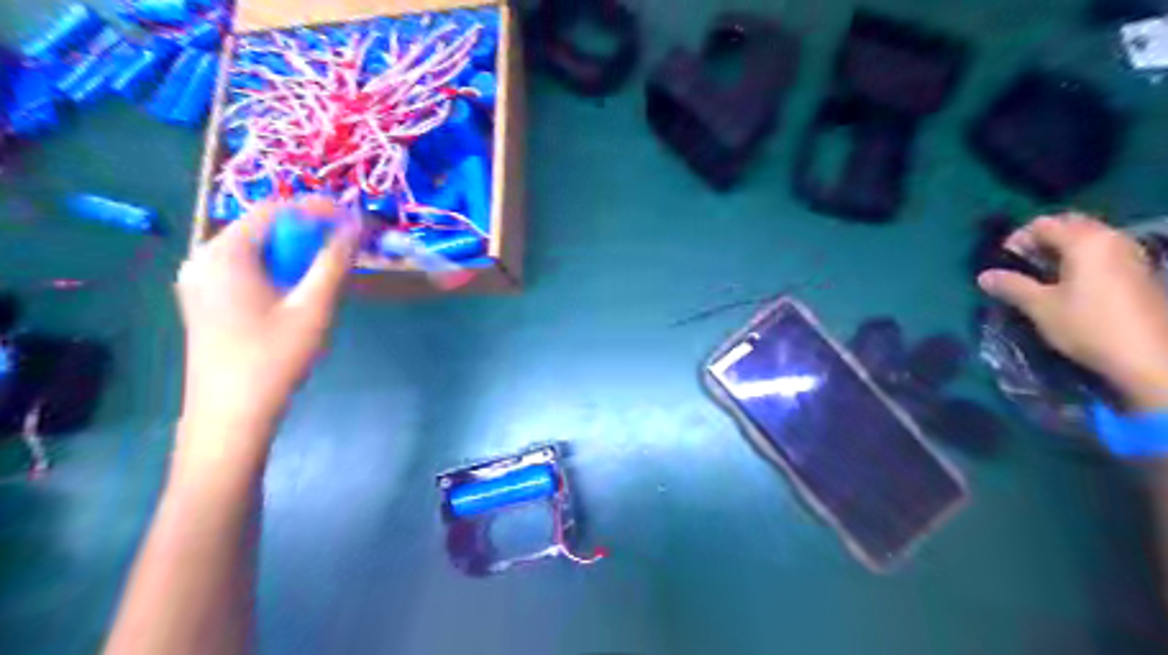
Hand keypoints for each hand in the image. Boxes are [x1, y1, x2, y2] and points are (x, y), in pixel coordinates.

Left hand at [173, 196, 360, 467]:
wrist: (230, 417)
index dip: (317, 209)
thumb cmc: (273, 359)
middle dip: (310, 234)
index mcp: (223, 254)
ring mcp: (200, 282)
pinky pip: (247, 271)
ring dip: (297, 255)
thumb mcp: (313, 308)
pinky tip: (300, 295)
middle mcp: (203, 259)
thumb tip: (355, 225)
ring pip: (258, 252)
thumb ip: (334, 262)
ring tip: (330, 273)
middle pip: (264, 229)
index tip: (354, 218)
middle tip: (347, 249)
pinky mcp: (205, 302)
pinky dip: (279, 272)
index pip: (274, 210)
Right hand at [974, 211, 1166, 409]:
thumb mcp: (1040, 307)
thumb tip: (984, 276)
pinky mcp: (1139, 272)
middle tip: (1021, 264)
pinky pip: (1102, 252)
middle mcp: (1112, 239)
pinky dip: (1080, 260)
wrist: (1151, 357)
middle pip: (1070, 225)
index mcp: (1086, 241)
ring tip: (1041, 275)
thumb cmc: (1088, 326)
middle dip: (1041, 240)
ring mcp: (1131, 254)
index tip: (1003, 261)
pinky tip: (1068, 284)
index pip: (1044, 224)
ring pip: (1088, 238)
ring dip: (1061, 250)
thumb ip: (1012, 286)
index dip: (1018, 239)